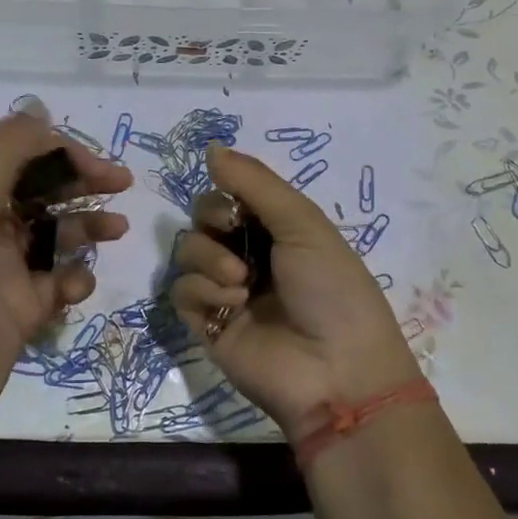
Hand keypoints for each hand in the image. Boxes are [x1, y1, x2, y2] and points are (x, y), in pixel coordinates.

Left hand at [0, 109, 131, 449]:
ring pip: (57, 236)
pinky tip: (75, 289)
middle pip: (44, 193)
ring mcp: (6, 273)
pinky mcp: (22, 312)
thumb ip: (4, 155)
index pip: (24, 158)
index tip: (101, 168)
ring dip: (87, 229)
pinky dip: (74, 280)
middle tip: (123, 187)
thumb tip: (38, 108)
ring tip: (118, 232)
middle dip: (82, 184)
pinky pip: (58, 283)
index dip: (64, 154)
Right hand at [170, 143, 419, 439]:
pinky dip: (202, 292)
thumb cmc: (331, 289)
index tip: (237, 205)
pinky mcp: (207, 325)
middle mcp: (250, 256)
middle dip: (214, 223)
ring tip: (241, 284)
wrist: (336, 372)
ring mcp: (226, 291)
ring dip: (210, 260)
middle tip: (236, 239)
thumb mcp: (303, 223)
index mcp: (278, 231)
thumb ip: (254, 182)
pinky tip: (231, 307)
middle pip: (203, 219)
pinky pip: (181, 290)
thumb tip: (210, 147)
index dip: (227, 194)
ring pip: (188, 251)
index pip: (232, 195)